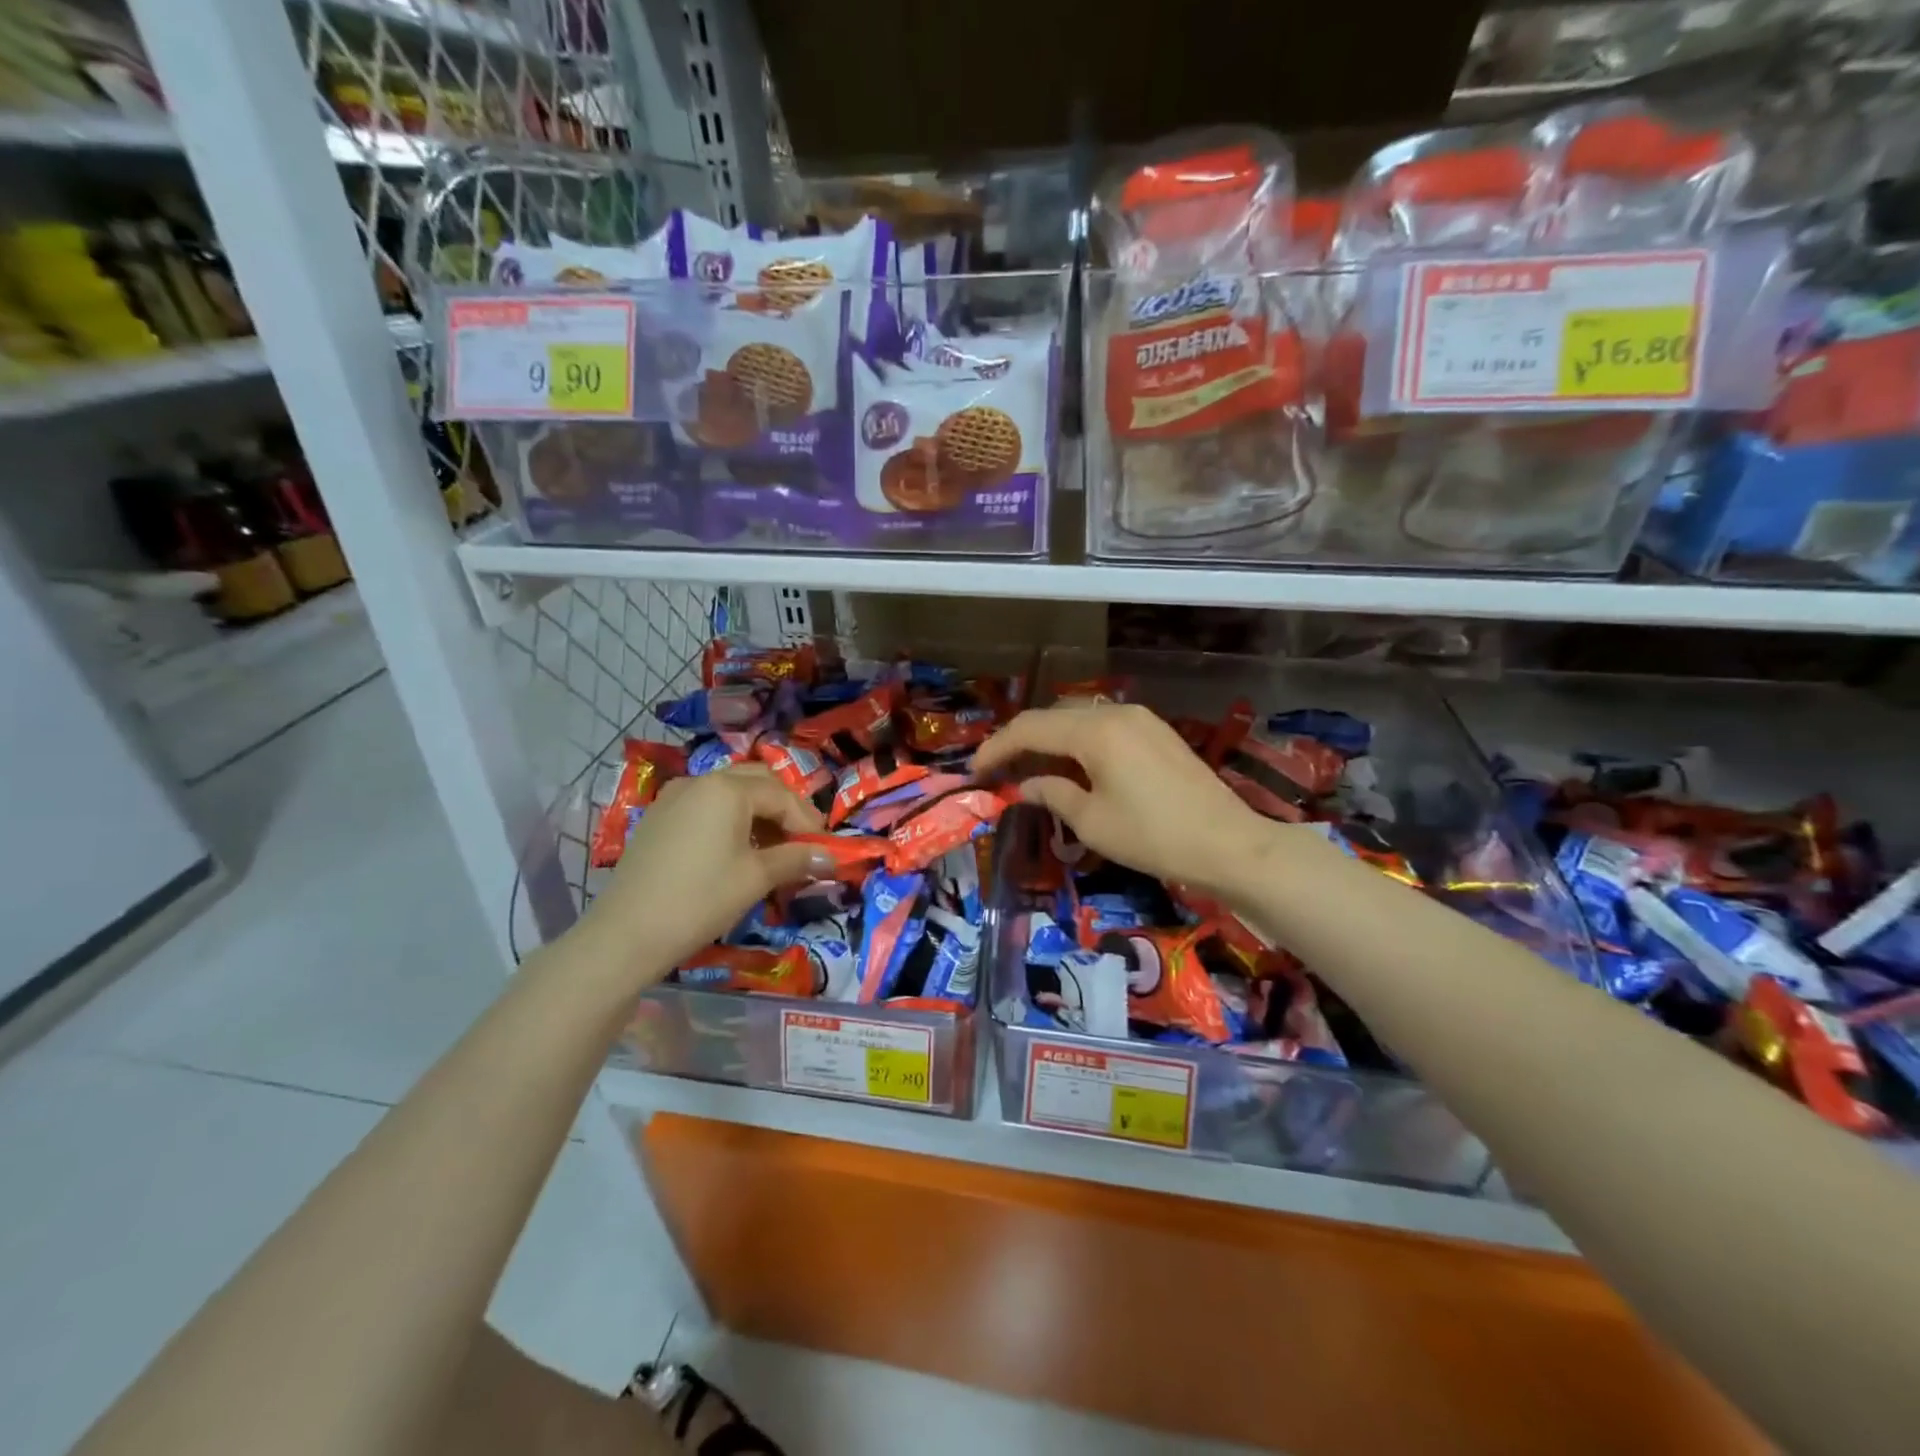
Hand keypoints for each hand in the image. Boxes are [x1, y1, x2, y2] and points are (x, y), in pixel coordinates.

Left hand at [576, 763, 829, 983]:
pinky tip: (735, 849)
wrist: (627, 934)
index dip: (808, 822)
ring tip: (773, 847)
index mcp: (727, 788)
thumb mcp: (756, 878)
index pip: (782, 795)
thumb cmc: (701, 899)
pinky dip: (729, 818)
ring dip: (757, 812)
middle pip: (756, 782)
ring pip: (729, 791)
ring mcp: (674, 797)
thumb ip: (796, 859)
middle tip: (802, 840)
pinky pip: (705, 806)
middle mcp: (700, 781)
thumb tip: (830, 857)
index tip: (825, 850)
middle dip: (785, 808)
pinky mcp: (658, 818)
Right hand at [973, 702, 1273, 897]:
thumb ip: (1053, 794)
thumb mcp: (1092, 822)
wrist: (1228, 844)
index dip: (996, 748)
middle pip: (1053, 716)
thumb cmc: (1153, 836)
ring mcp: (1141, 719)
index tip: (974, 770)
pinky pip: (1104, 726)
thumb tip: (1027, 785)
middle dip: (1020, 740)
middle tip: (997, 769)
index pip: (1030, 729)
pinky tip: (1071, 765)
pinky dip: (1078, 740)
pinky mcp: (1156, 732)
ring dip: (1050, 738)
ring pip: (1079, 717)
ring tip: (1028, 767)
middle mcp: (1116, 712)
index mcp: (1095, 731)